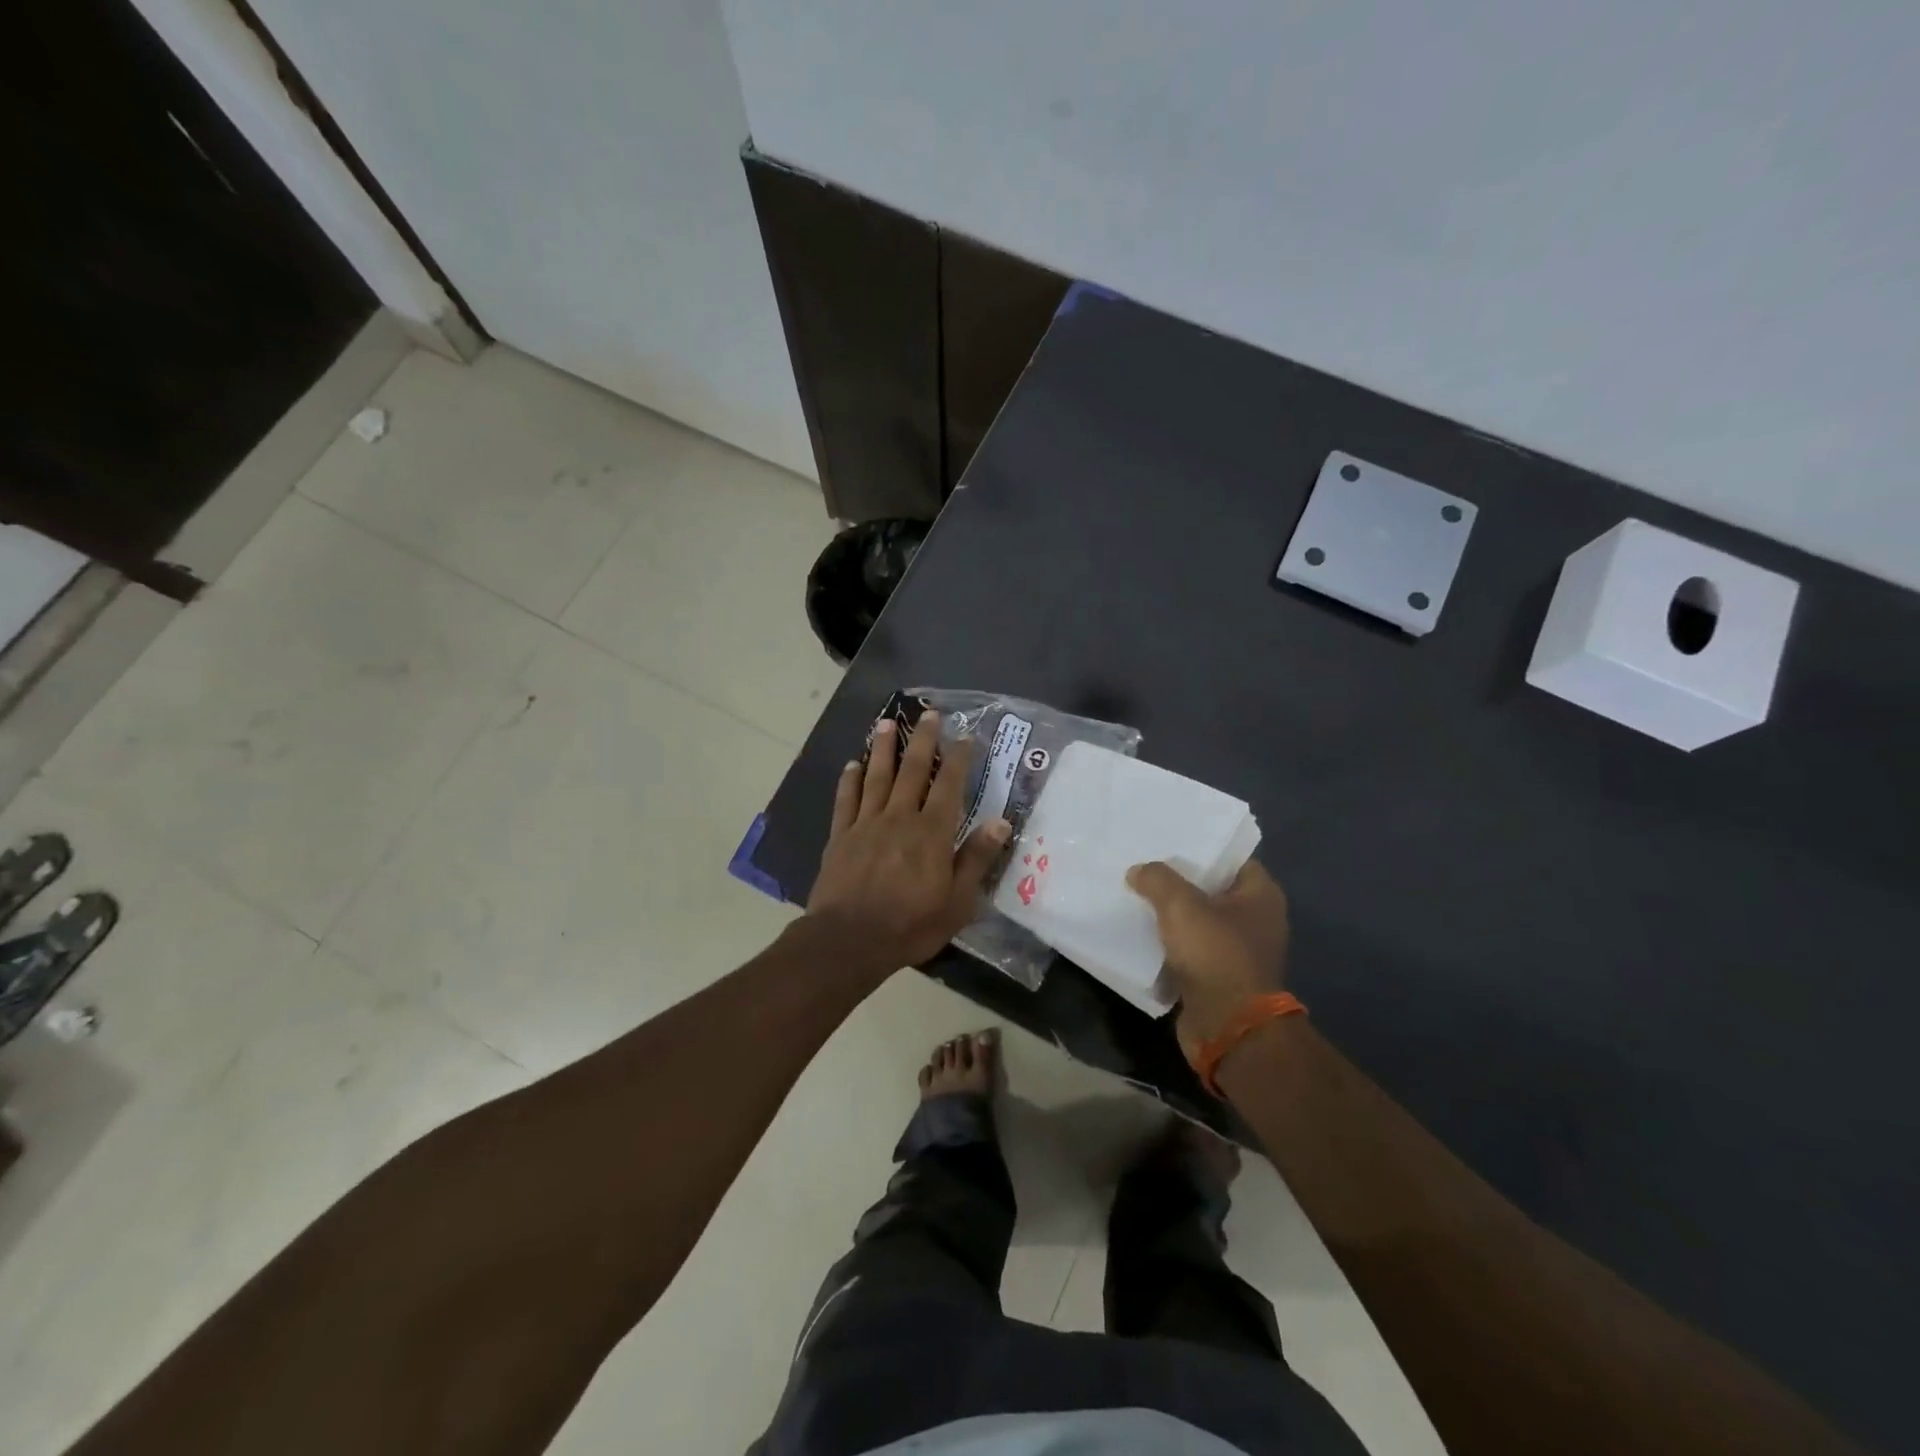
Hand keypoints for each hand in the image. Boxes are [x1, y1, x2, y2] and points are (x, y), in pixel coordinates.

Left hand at [806, 713, 1010, 971]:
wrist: (849, 940)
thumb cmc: (910, 925)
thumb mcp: (957, 902)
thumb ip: (976, 859)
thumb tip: (1000, 822)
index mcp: (931, 832)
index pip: (949, 785)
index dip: (958, 758)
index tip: (964, 734)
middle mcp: (900, 818)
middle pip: (912, 771)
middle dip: (922, 740)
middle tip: (928, 714)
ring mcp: (866, 824)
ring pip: (876, 777)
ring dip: (883, 749)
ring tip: (886, 723)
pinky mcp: (840, 836)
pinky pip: (846, 800)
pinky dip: (849, 780)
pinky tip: (852, 764)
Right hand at [1127, 860, 1290, 1058]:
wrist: (1227, 1027)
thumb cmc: (1215, 954)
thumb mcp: (1180, 905)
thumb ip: (1157, 879)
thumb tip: (1139, 871)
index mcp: (1261, 894)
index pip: (1231, 858)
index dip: (1201, 848)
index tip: (1168, 841)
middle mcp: (1256, 920)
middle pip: (1212, 888)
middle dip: (1179, 880)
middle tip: (1144, 865)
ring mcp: (1239, 950)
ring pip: (1198, 920)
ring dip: (1172, 913)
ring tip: (1135, 894)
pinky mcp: (1219, 976)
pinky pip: (1190, 949)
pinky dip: (1170, 942)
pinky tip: (1141, 930)